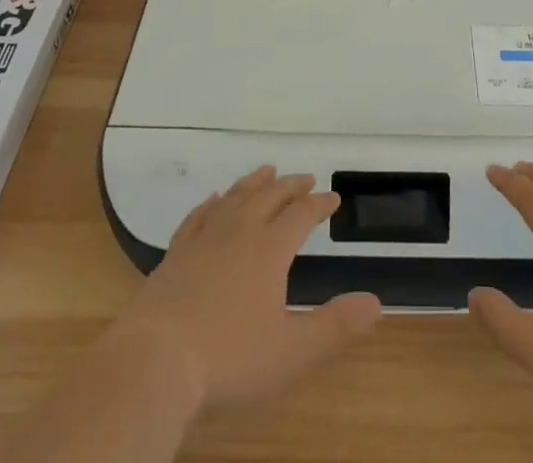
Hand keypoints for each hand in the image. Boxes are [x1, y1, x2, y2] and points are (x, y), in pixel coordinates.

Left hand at [99, 166, 382, 415]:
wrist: (155, 361)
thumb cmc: (228, 359)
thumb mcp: (292, 352)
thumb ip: (335, 326)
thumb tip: (377, 302)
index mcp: (270, 250)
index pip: (301, 215)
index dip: (319, 205)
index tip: (332, 197)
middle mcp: (239, 232)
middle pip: (269, 196)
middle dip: (290, 185)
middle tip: (305, 177)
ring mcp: (203, 240)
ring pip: (234, 198)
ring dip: (254, 182)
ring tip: (266, 170)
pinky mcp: (175, 254)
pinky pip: (197, 217)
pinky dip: (211, 204)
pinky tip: (213, 200)